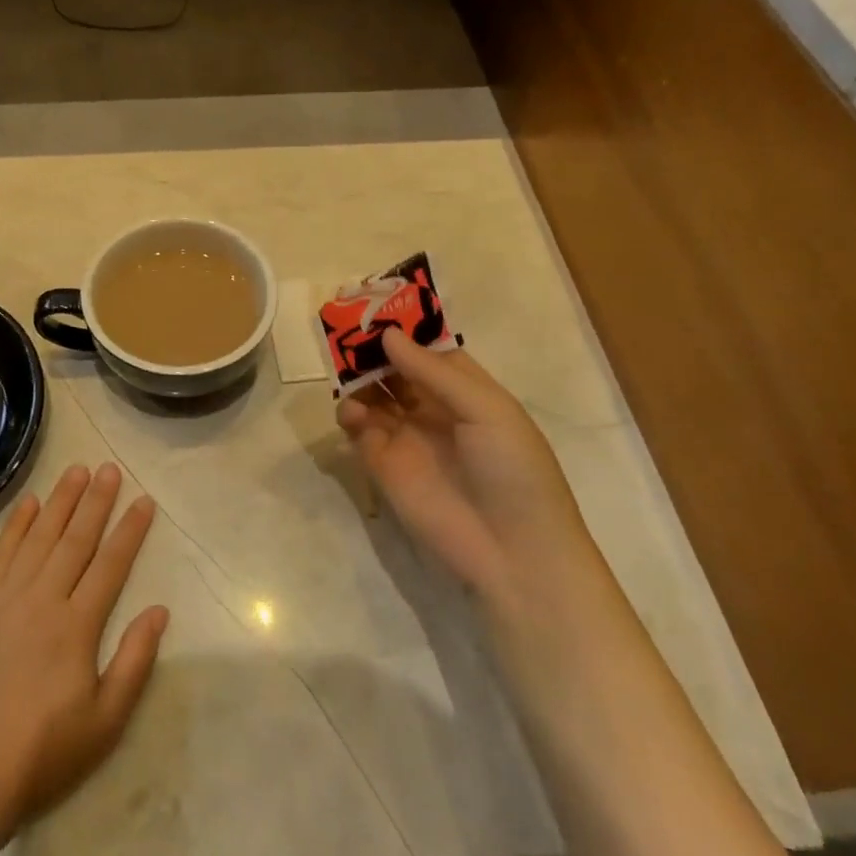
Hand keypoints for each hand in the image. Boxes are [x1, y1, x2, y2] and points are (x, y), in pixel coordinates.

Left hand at [0, 463, 169, 840]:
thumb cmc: (41, 755)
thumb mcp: (105, 722)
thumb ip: (134, 661)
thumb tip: (159, 610)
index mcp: (76, 626)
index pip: (111, 564)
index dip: (130, 530)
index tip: (144, 500)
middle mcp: (41, 600)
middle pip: (75, 539)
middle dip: (96, 501)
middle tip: (110, 468)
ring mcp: (3, 599)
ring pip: (38, 537)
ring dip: (60, 501)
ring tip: (77, 470)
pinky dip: (15, 525)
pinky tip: (28, 504)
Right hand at [337, 328, 594, 607]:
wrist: (512, 550)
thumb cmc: (513, 469)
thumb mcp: (486, 410)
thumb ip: (434, 372)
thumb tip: (388, 335)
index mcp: (465, 390)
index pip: (427, 348)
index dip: (403, 328)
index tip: (372, 305)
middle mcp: (432, 407)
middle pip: (394, 367)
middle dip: (371, 348)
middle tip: (343, 327)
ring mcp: (406, 435)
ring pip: (372, 393)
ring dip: (357, 377)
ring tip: (343, 367)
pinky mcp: (382, 464)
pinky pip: (359, 429)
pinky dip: (349, 413)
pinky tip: (352, 411)